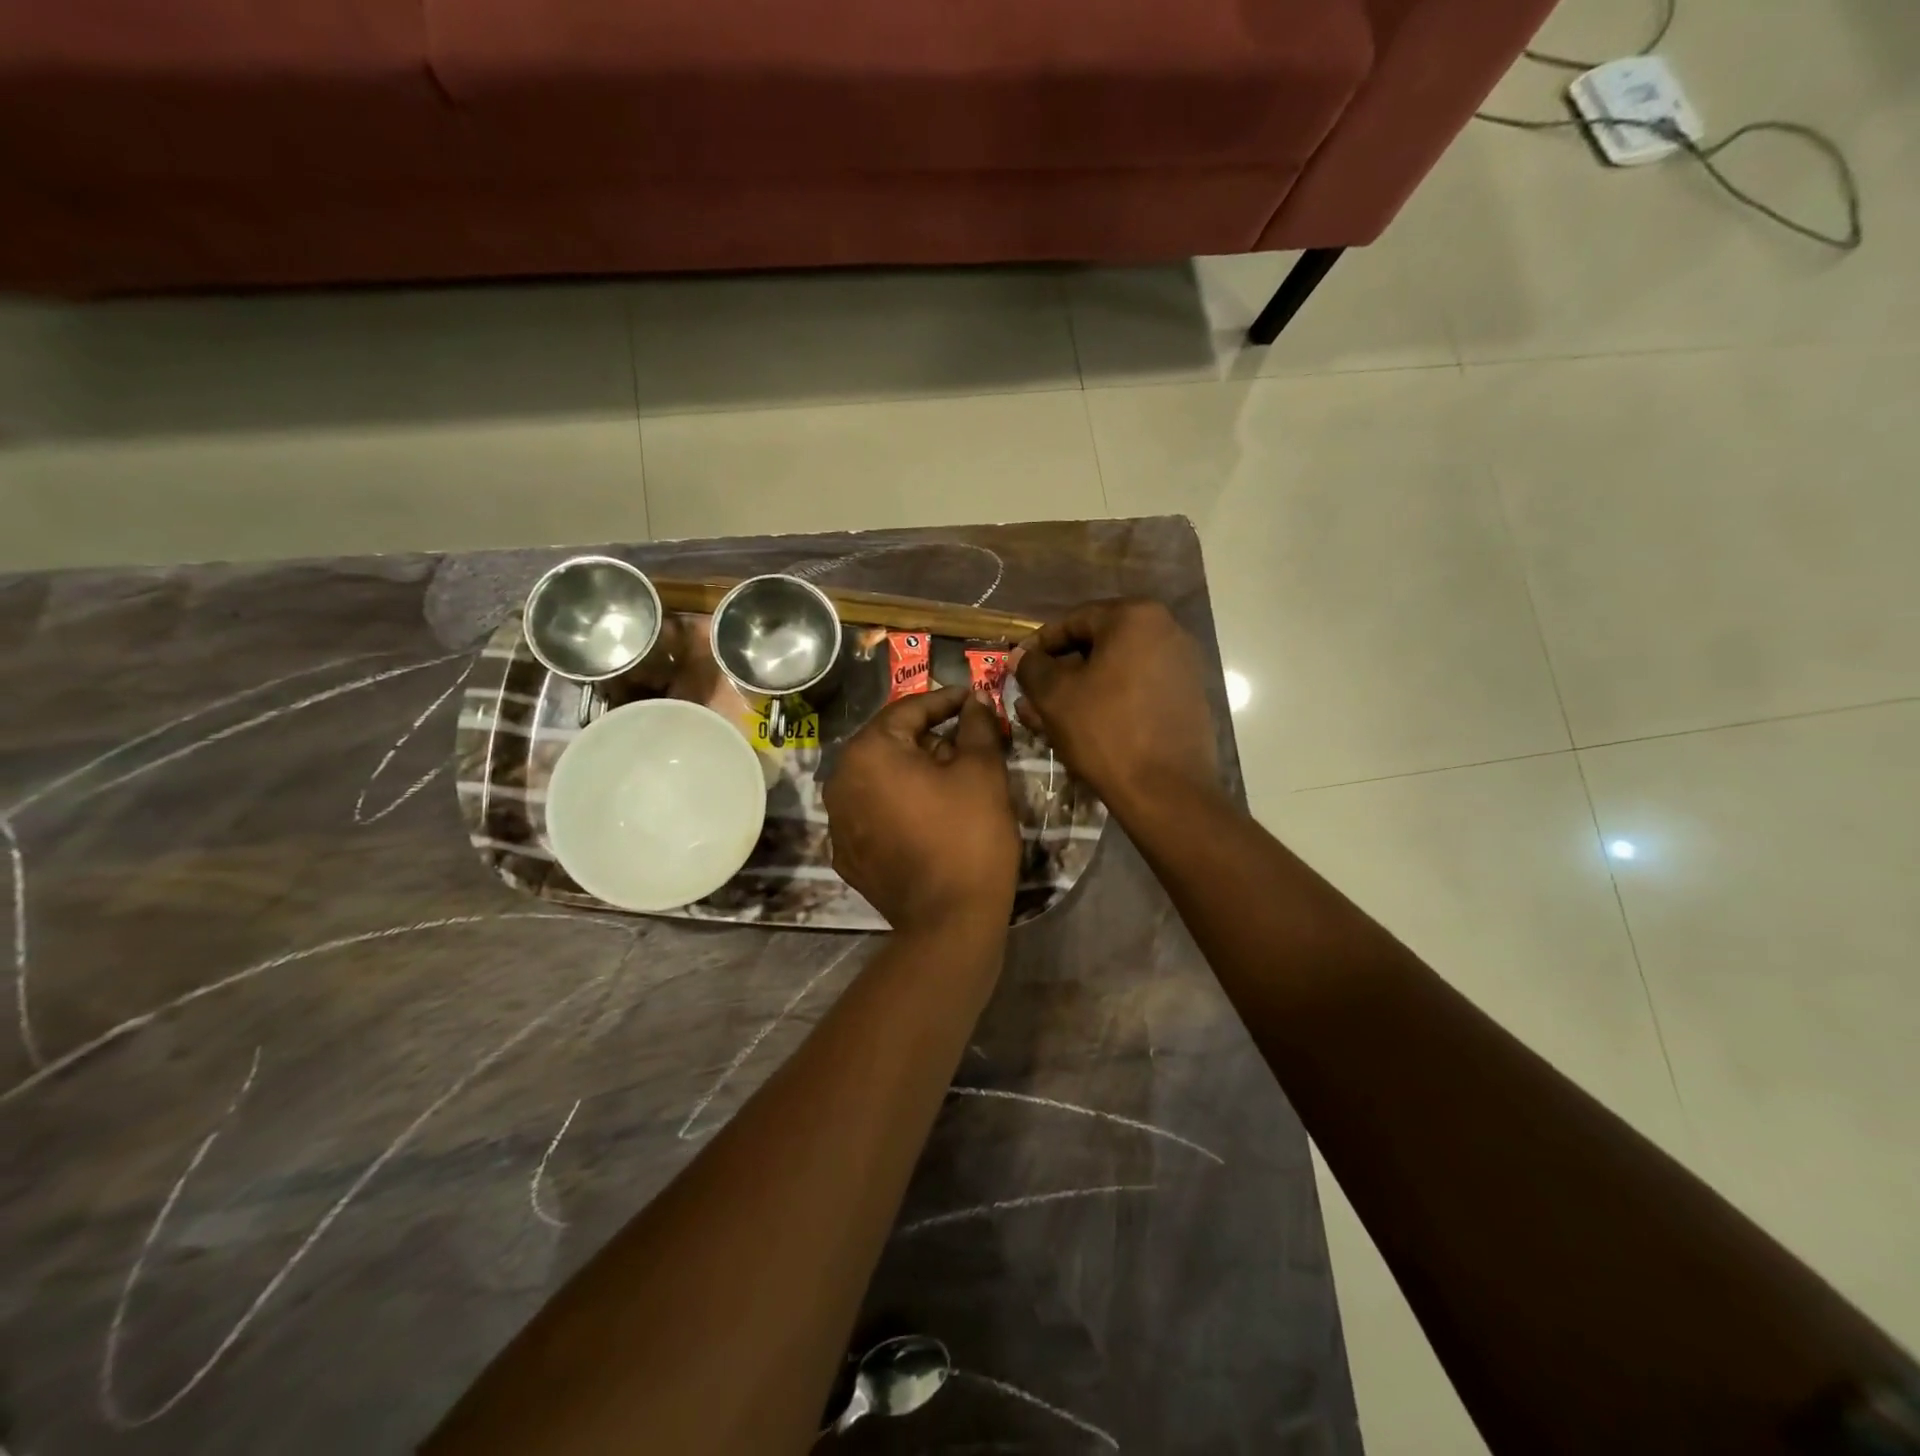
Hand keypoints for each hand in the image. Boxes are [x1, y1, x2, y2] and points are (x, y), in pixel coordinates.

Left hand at [824, 685, 1020, 932]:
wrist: (950, 921)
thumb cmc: (969, 835)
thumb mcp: (982, 771)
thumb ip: (977, 725)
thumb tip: (975, 700)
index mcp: (868, 752)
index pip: (908, 709)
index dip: (946, 700)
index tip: (972, 699)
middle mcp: (840, 781)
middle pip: (890, 743)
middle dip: (930, 737)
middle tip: (968, 740)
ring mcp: (838, 821)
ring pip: (880, 778)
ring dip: (913, 771)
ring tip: (952, 778)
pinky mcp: (847, 854)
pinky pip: (873, 813)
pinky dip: (898, 805)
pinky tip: (929, 815)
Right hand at [1014, 599, 1219, 814]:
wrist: (1166, 790)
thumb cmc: (1104, 731)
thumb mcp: (1054, 696)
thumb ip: (1032, 667)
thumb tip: (1021, 656)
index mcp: (1135, 617)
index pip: (1073, 621)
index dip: (1039, 645)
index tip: (1017, 667)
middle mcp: (1167, 631)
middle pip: (1097, 645)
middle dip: (1060, 671)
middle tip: (1031, 696)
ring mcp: (1182, 665)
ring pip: (1115, 671)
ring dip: (1080, 690)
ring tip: (1048, 717)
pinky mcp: (1188, 697)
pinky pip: (1136, 689)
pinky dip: (1108, 701)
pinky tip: (1082, 727)